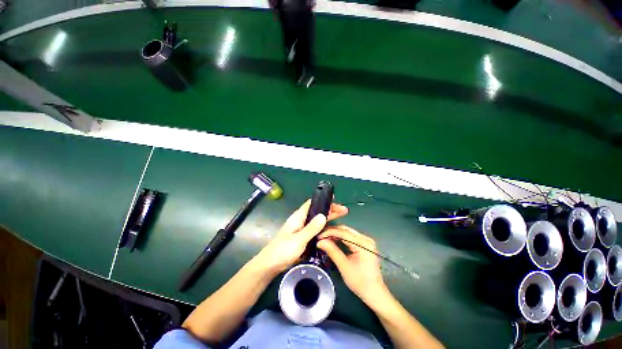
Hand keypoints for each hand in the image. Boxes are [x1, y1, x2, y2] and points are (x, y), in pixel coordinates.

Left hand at [253, 200, 347, 274]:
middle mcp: (301, 220)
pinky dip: (323, 229)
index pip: (312, 203)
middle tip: (343, 211)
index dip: (323, 200)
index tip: (336, 202)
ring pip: (317, 221)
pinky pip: (315, 230)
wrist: (270, 264)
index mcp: (298, 217)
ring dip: (328, 219)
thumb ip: (311, 228)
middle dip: (329, 210)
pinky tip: (330, 232)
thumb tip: (323, 215)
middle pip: (317, 212)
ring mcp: (302, 229)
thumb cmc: (282, 250)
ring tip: (340, 219)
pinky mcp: (302, 237)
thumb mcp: (298, 239)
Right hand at [317, 226, 387, 302]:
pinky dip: (341, 238)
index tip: (319, 235)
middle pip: (346, 230)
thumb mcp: (344, 266)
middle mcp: (366, 239)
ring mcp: (366, 241)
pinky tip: (333, 241)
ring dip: (336, 234)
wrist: (375, 293)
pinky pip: (350, 237)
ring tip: (325, 238)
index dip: (329, 232)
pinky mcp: (365, 244)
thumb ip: (332, 251)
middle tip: (320, 236)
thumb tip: (320, 242)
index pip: (343, 232)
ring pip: (347, 232)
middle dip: (332, 232)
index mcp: (363, 243)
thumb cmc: (360, 282)